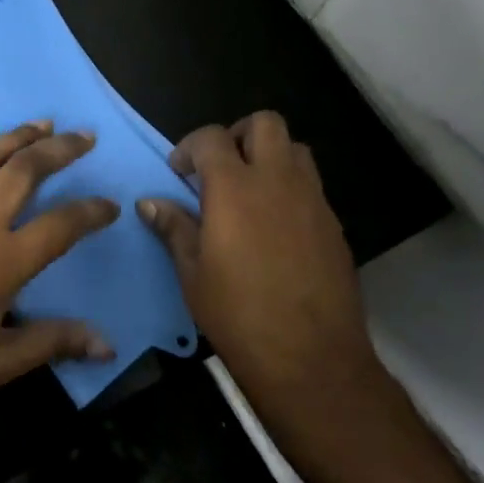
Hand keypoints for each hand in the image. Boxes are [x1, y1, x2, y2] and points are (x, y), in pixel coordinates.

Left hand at [0, 121, 118, 422]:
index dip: (92, 212)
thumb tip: (106, 345)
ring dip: (14, 136)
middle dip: (59, 149)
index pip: (61, 225)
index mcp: (2, 261)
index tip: (111, 205)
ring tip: (40, 124)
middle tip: (83, 136)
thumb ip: (53, 343)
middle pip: (24, 170)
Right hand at [140, 112, 380, 404]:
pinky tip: (274, 227)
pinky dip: (290, 188)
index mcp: (235, 188)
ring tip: (249, 192)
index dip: (190, 147)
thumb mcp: (192, 272)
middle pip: (264, 124)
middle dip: (237, 135)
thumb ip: (173, 228)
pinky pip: (311, 185)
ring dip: (269, 156)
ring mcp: (312, 201)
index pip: (212, 138)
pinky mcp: (334, 225)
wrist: (312, 359)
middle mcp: (278, 181)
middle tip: (219, 169)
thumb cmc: (238, 314)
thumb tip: (149, 202)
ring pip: (295, 149)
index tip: (179, 173)